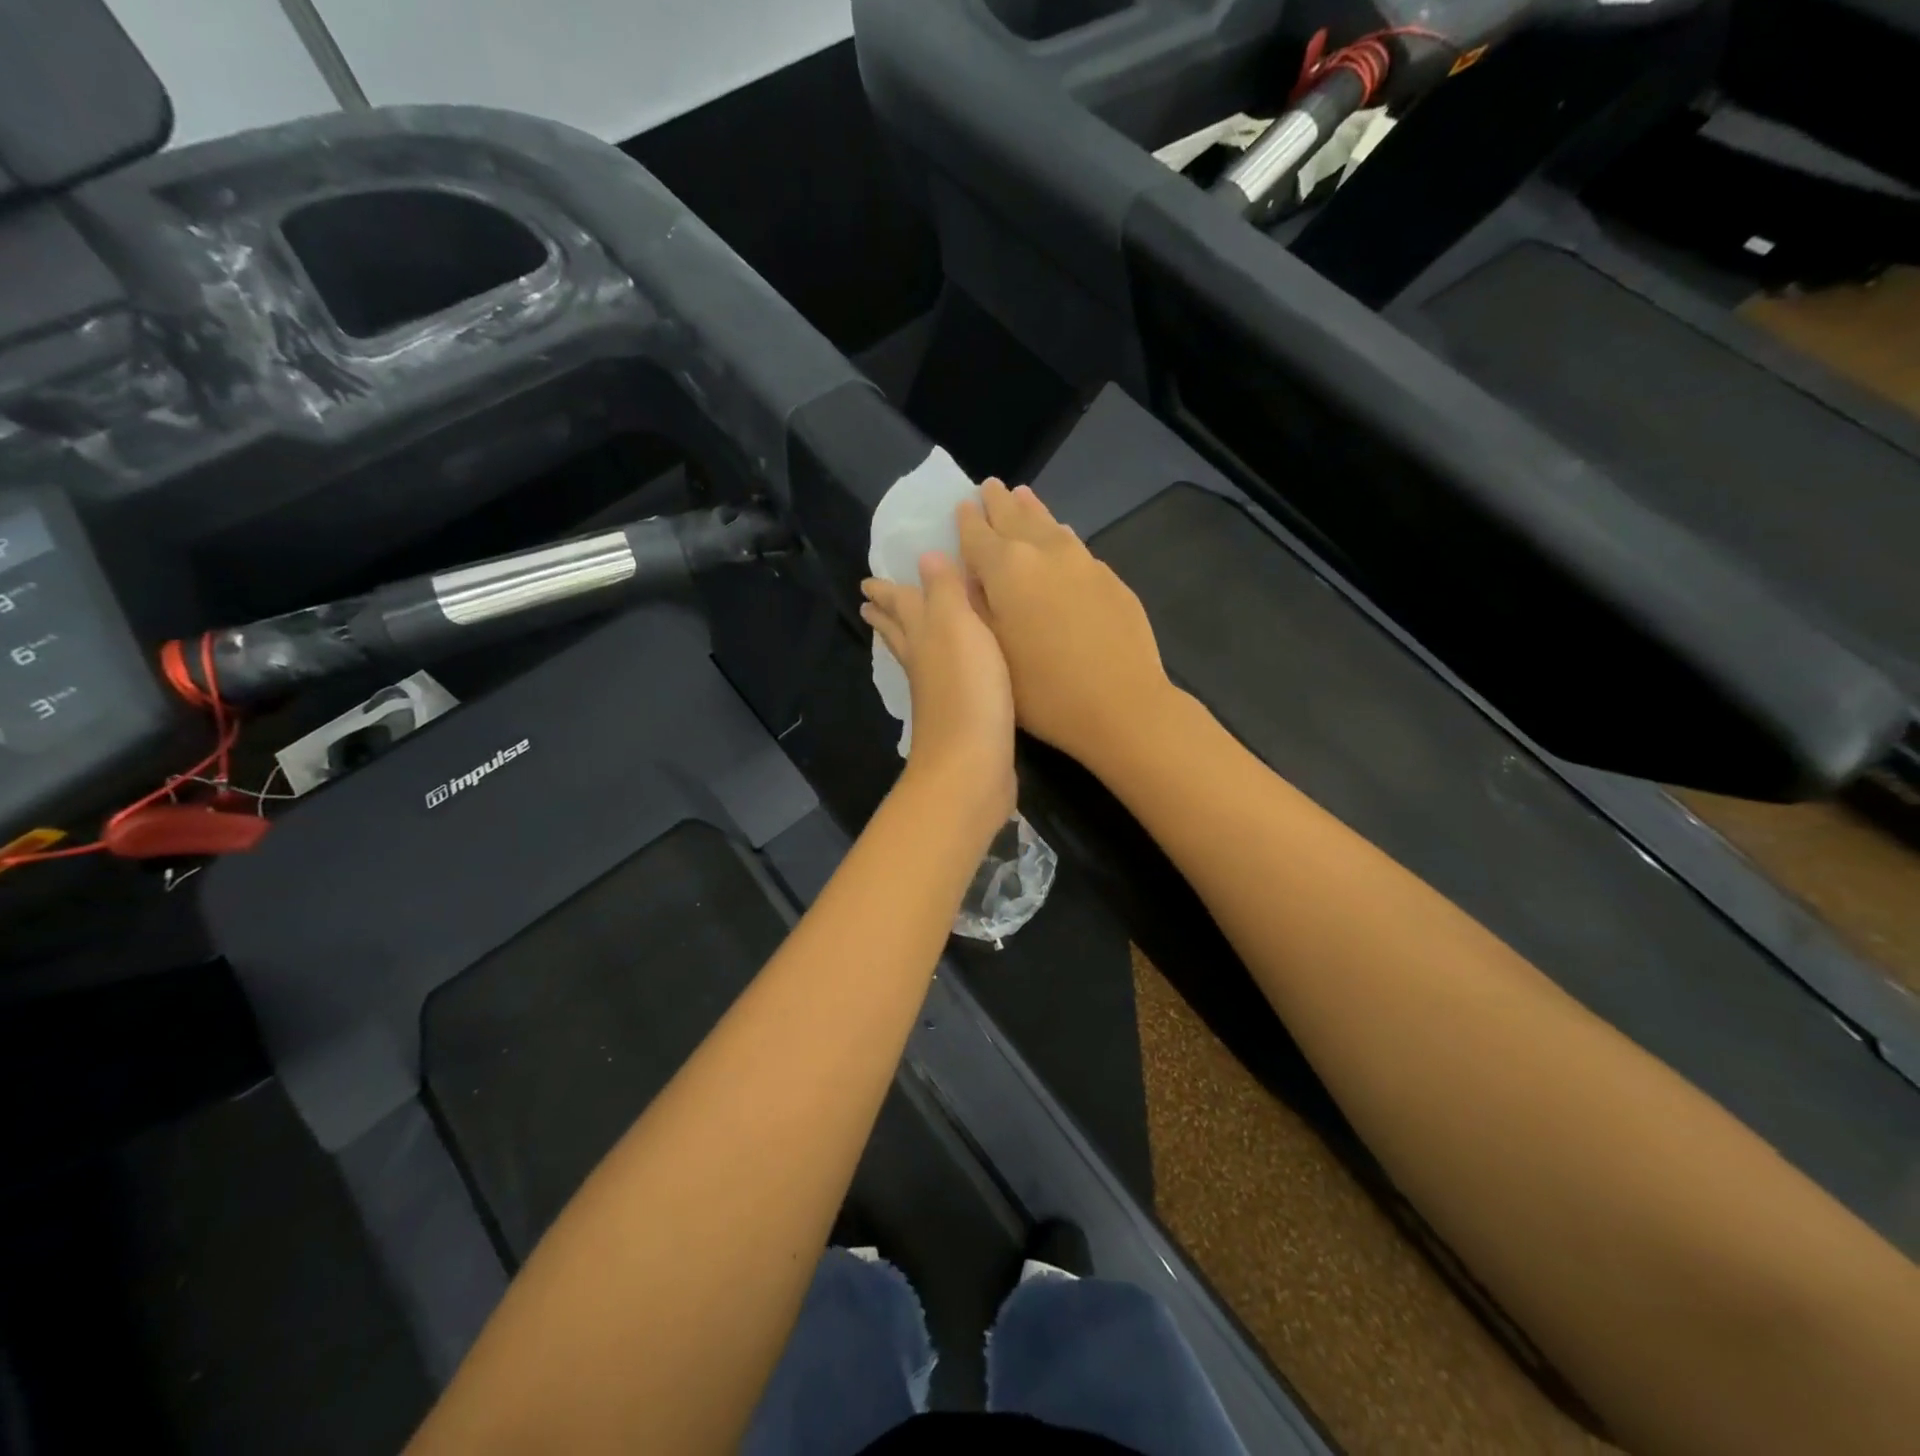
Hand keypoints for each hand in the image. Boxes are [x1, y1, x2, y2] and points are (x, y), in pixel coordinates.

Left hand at [861, 550, 1016, 839]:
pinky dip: (938, 669)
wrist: (972, 761)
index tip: (868, 582)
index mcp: (921, 635)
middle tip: (870, 605)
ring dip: (908, 641)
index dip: (887, 591)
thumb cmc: (967, 687)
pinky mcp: (958, 718)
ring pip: (917, 658)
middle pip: (899, 633)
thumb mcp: (958, 625)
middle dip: (887, 616)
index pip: (899, 605)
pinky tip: (944, 674)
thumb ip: (944, 590)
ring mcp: (936, 694)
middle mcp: (922, 663)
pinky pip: (942, 682)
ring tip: (901, 634)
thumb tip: (924, 555)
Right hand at [958, 480, 1175, 768]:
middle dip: (999, 503)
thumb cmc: (1043, 690)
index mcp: (1006, 569)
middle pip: (1016, 518)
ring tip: (1022, 496)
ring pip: (1050, 525)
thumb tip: (959, 571)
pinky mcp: (1110, 580)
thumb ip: (973, 606)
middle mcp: (1044, 553)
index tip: (961, 504)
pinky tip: (1061, 536)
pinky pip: (1075, 545)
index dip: (966, 520)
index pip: (977, 534)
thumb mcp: (991, 652)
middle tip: (990, 486)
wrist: (1122, 705)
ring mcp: (1083, 563)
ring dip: (1032, 510)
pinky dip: (1059, 535)